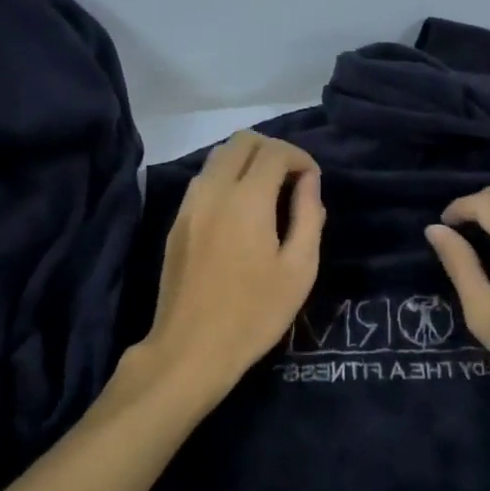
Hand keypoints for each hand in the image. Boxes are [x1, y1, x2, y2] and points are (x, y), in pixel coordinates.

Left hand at [136, 131, 324, 402]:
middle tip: (292, 179)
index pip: (274, 152)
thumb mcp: (299, 270)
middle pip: (242, 141)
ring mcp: (190, 204)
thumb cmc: (254, 313)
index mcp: (247, 200)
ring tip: (269, 192)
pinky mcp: (177, 221)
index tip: (313, 181)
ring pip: (218, 156)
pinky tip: (241, 210)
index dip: (300, 157)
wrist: (191, 349)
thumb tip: (310, 182)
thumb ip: (308, 216)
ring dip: (247, 161)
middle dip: (273, 150)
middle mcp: (214, 191)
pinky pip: (204, 179)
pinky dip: (227, 177)